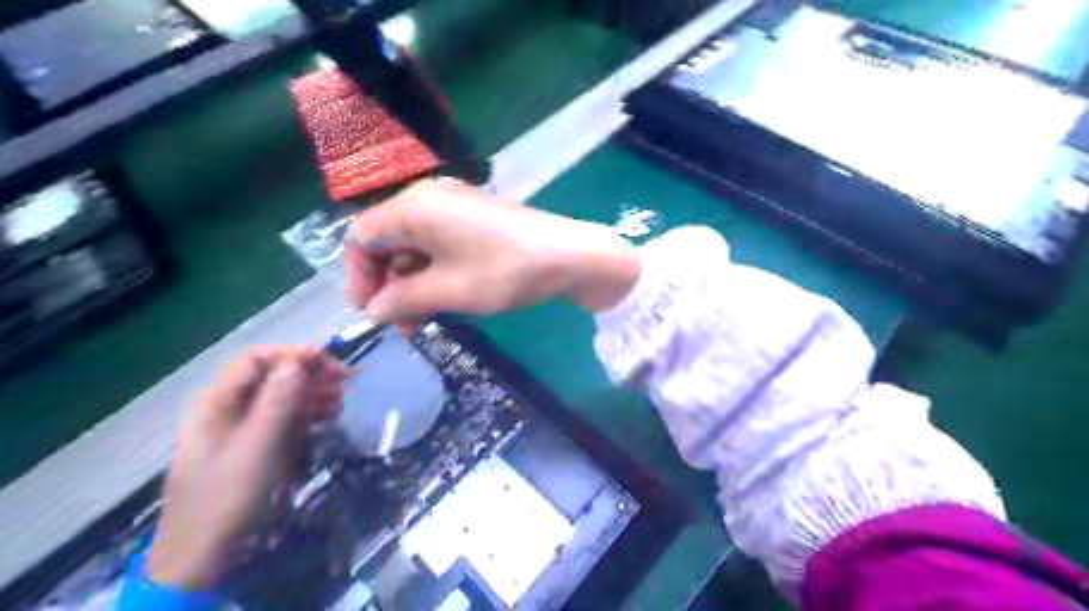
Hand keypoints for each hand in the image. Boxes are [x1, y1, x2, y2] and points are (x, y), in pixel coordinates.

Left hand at [147, 345, 343, 588]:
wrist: (205, 555)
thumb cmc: (228, 496)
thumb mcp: (257, 446)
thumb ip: (277, 402)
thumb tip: (298, 362)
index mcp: (217, 403)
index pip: (256, 360)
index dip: (293, 355)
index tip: (329, 362)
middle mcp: (228, 410)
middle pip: (271, 377)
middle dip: (308, 374)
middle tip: (344, 381)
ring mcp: (242, 429)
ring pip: (281, 398)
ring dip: (313, 393)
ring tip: (342, 400)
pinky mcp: (256, 447)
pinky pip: (284, 419)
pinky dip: (308, 414)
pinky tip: (330, 416)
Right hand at [347, 178, 638, 323]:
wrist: (569, 256)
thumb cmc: (503, 271)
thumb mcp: (447, 291)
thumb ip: (401, 300)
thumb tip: (374, 310)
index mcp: (414, 208)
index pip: (361, 237)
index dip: (357, 277)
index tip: (371, 313)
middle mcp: (428, 200)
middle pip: (387, 241)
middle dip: (387, 285)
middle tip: (399, 324)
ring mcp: (454, 207)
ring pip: (414, 247)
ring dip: (411, 284)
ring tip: (421, 322)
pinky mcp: (475, 220)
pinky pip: (439, 245)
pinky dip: (433, 273)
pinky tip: (442, 301)